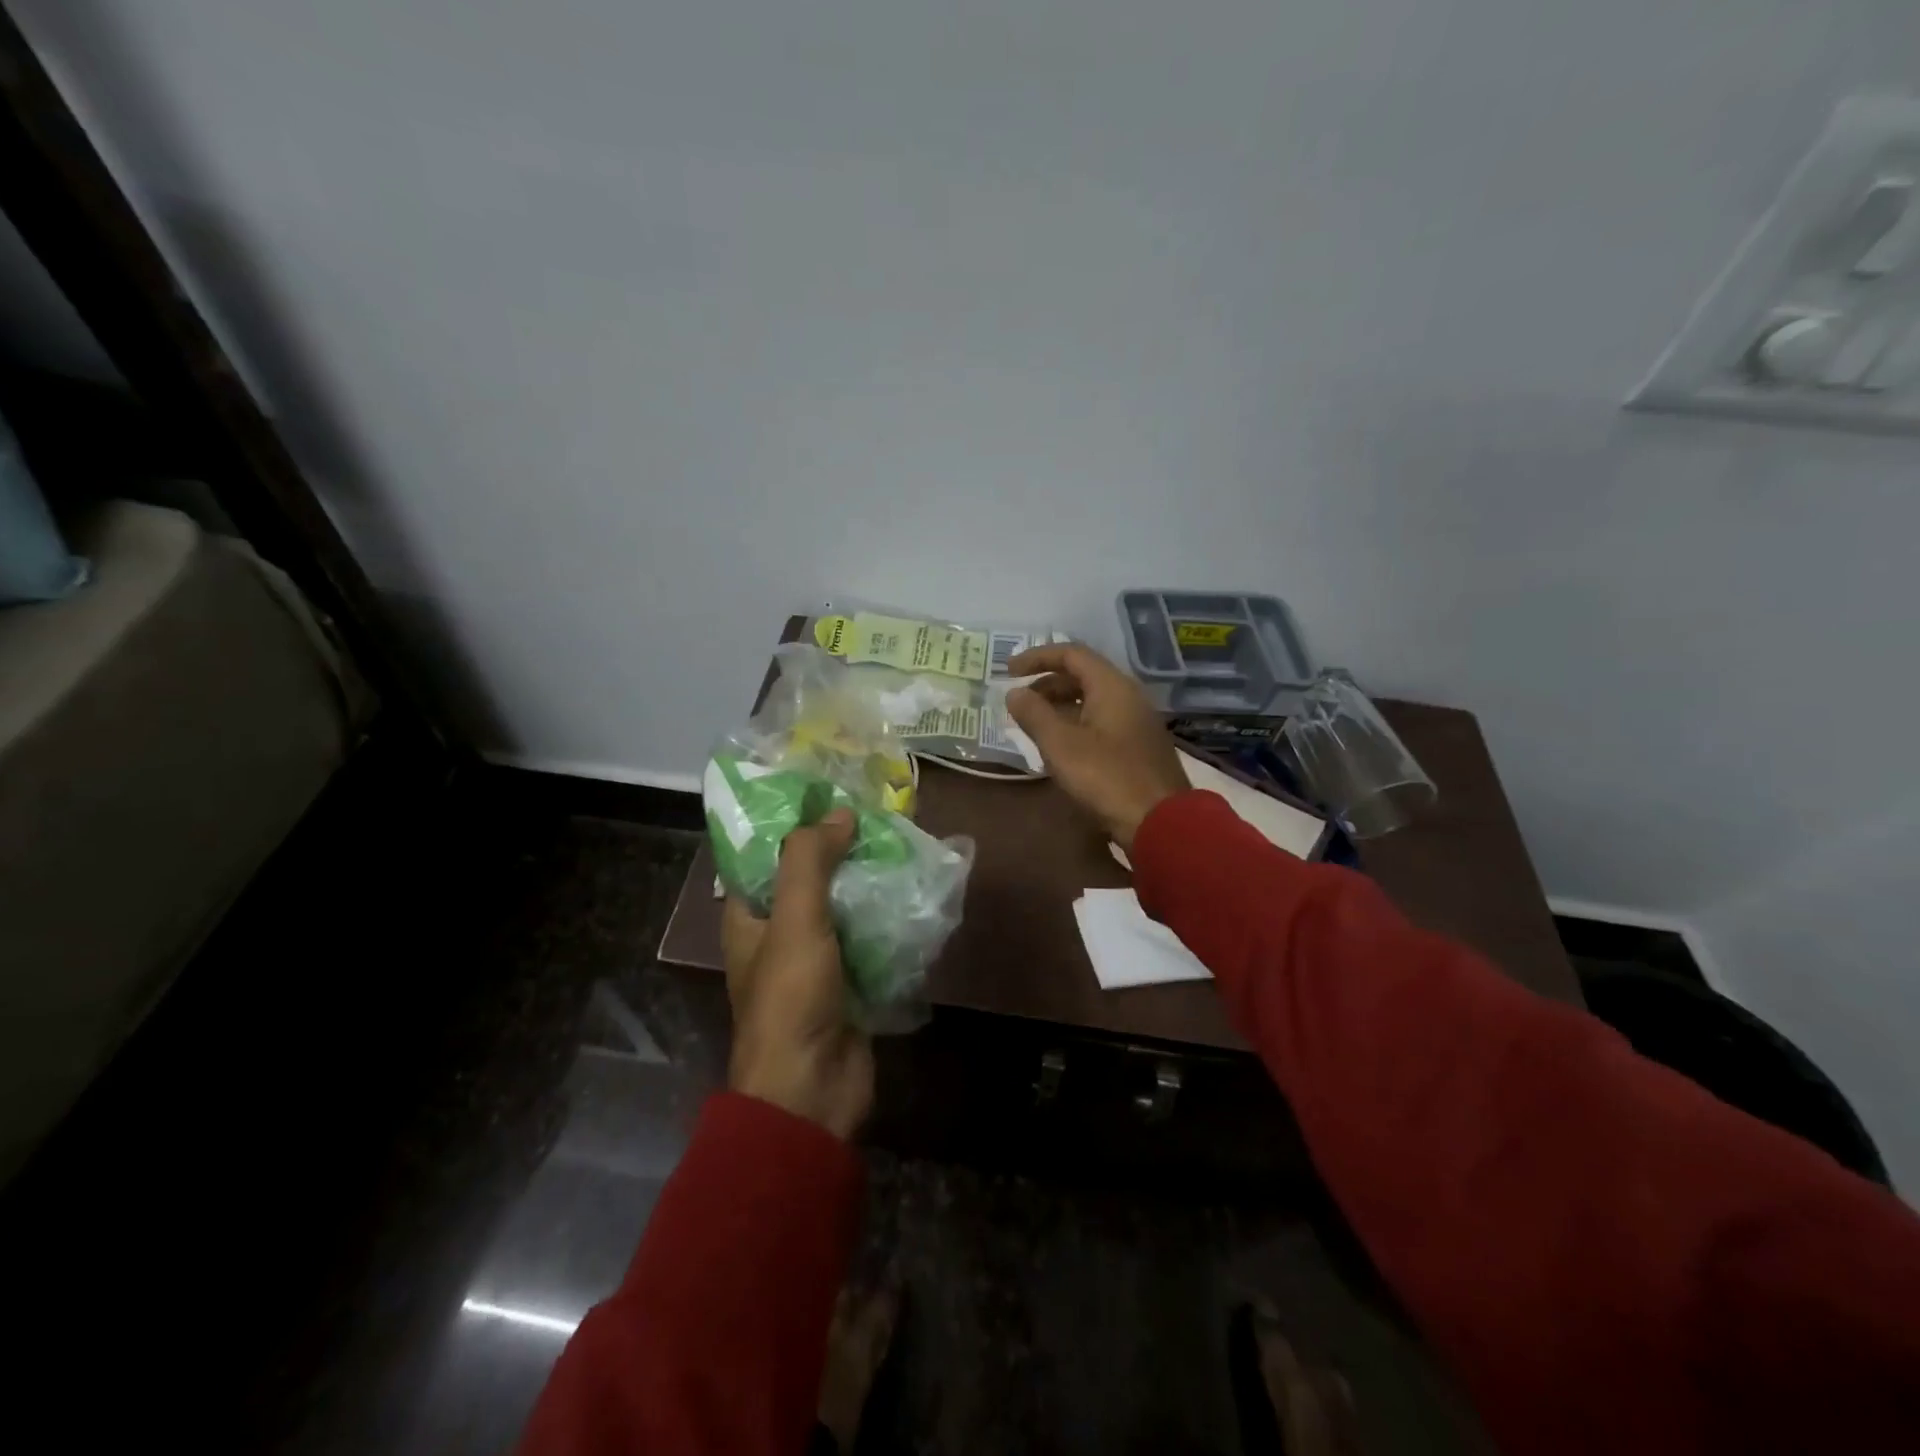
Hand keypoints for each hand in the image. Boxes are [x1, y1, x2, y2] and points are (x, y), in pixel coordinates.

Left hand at [720, 809, 873, 1139]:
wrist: (813, 1089)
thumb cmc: (791, 998)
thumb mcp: (794, 919)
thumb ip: (810, 860)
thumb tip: (839, 813)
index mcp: (750, 918)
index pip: (764, 858)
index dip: (791, 826)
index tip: (827, 795)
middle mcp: (779, 935)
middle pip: (809, 880)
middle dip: (840, 851)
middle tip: (876, 816)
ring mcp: (816, 961)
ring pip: (842, 908)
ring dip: (867, 883)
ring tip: (900, 845)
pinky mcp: (849, 983)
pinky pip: (867, 939)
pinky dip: (885, 918)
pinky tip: (912, 893)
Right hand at [1005, 643, 1188, 850]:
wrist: (1160, 822)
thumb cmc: (1106, 778)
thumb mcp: (1060, 745)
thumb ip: (1034, 714)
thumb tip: (1014, 693)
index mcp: (1111, 686)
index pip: (1071, 654)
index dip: (1036, 657)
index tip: (1008, 672)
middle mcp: (1128, 695)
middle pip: (1082, 675)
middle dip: (1046, 683)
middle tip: (1019, 702)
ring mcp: (1136, 721)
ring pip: (1092, 699)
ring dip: (1060, 705)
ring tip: (1033, 724)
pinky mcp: (1138, 745)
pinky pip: (1101, 720)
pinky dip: (1075, 722)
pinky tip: (1060, 745)